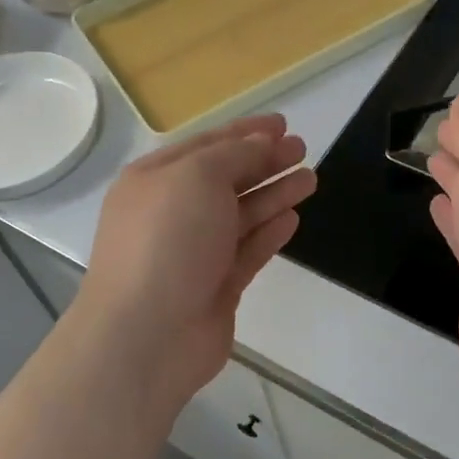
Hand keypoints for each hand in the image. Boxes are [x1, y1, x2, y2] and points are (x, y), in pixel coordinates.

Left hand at [76, 115, 316, 408]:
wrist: (148, 334)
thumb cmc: (167, 241)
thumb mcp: (197, 177)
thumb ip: (234, 155)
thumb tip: (260, 144)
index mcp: (155, 180)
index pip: (206, 146)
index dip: (244, 132)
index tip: (282, 124)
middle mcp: (172, 213)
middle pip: (225, 179)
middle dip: (264, 162)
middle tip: (301, 149)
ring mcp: (194, 252)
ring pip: (240, 215)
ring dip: (274, 194)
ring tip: (310, 178)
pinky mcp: (215, 287)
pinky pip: (246, 251)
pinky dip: (268, 233)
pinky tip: (292, 218)